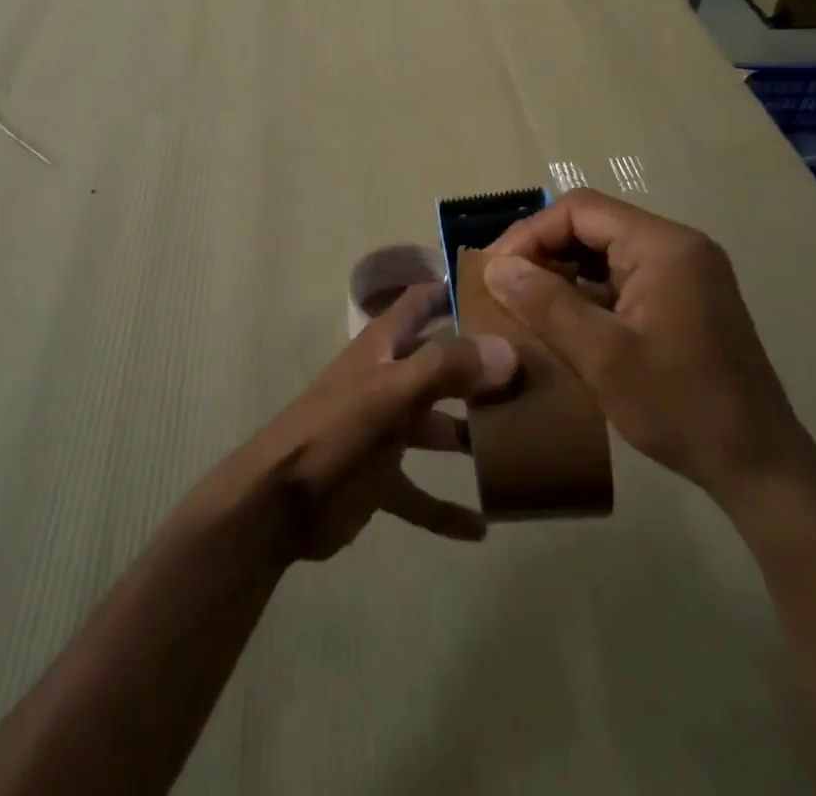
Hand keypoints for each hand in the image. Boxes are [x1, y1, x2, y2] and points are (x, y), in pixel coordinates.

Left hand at [203, 282, 519, 561]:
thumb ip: (445, 368)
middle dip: (481, 369)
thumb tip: (507, 351)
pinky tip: (485, 526)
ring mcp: (385, 431)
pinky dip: (448, 508)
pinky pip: (422, 494)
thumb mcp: (389, 393)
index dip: (453, 289)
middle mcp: (388, 381)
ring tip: (525, 446)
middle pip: (441, 366)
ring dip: (472, 437)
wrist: (278, 503)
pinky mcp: (381, 480)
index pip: (421, 302)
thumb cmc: (334, 432)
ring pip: (438, 428)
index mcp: (383, 348)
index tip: (504, 290)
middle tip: (537, 376)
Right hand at [486, 189, 814, 508]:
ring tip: (523, 302)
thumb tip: (495, 267)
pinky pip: (621, 275)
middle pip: (592, 225)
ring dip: (562, 271)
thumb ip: (546, 304)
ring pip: (603, 250)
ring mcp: (684, 272)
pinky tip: (561, 320)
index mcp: (664, 246)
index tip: (496, 270)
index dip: (530, 233)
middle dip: (542, 251)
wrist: (761, 468)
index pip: (580, 209)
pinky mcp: (683, 298)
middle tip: (503, 286)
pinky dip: (586, 291)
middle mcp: (677, 246)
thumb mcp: (603, 356)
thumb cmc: (681, 407)